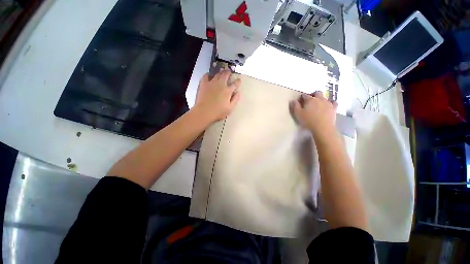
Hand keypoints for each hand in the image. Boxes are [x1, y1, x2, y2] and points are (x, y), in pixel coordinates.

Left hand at [195, 70, 240, 122]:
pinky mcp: (204, 84)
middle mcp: (221, 84)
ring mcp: (212, 83)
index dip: (238, 81)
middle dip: (228, 72)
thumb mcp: (230, 108)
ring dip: (220, 72)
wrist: (204, 111)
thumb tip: (238, 92)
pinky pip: (206, 76)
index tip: (239, 80)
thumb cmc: (218, 112)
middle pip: (226, 75)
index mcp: (228, 91)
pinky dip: (209, 74)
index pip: (235, 84)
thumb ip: (235, 100)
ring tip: (222, 71)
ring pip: (217, 74)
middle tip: (229, 71)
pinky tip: (209, 75)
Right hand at [290, 91, 337, 137]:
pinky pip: (334, 102)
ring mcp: (328, 103)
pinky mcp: (334, 108)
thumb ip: (295, 106)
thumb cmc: (308, 121)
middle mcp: (319, 99)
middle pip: (317, 93)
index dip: (302, 97)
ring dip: (321, 98)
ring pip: (325, 97)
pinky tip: (329, 104)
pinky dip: (331, 102)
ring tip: (318, 103)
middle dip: (313, 95)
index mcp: (310, 100)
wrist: (322, 127)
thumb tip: (293, 100)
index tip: (300, 101)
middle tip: (310, 100)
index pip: (305, 95)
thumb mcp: (298, 114)